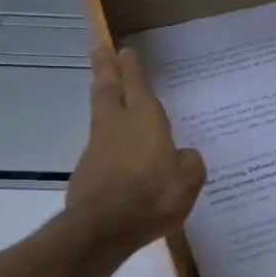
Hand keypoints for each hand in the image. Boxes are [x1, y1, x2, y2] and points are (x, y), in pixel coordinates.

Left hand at [64, 46, 205, 253]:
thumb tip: (183, 155)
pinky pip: (98, 145)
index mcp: (145, 120)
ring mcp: (97, 147)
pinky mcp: (86, 170)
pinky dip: (105, 139)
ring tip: (104, 90)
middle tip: (99, 49)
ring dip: (102, 98)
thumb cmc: (153, 196)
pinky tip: (114, 149)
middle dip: (105, 68)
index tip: (124, 49)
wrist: (103, 227)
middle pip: (107, 89)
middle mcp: (117, 125)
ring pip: (99, 113)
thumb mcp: (188, 180)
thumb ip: (189, 162)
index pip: (137, 85)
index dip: (131, 68)